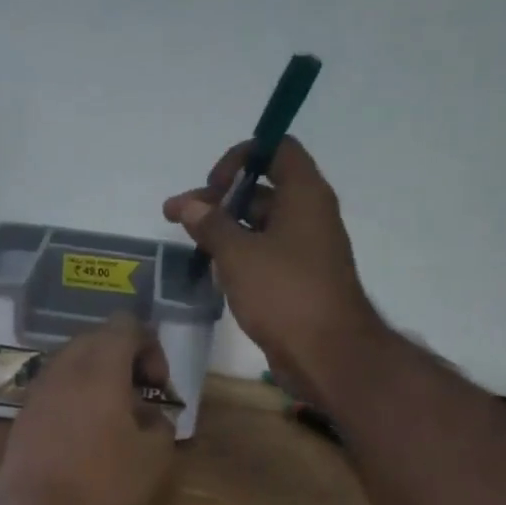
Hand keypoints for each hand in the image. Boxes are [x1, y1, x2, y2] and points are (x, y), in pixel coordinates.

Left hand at [0, 313, 177, 504]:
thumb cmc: (100, 488)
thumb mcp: (154, 458)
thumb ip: (161, 423)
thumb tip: (149, 415)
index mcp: (99, 366)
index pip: (127, 325)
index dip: (151, 349)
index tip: (159, 389)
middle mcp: (63, 368)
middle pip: (98, 340)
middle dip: (126, 362)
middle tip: (143, 402)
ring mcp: (37, 392)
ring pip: (74, 365)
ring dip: (101, 382)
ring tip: (118, 424)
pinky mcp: (22, 418)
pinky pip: (57, 391)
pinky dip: (78, 401)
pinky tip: (89, 441)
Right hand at [164, 137, 387, 405]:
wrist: (328, 354)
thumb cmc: (285, 293)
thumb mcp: (239, 254)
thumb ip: (210, 224)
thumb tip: (188, 204)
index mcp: (304, 195)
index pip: (277, 150)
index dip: (241, 157)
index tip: (213, 184)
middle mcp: (309, 215)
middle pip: (261, 190)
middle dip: (218, 199)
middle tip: (177, 215)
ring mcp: (305, 249)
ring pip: (260, 225)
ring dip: (224, 229)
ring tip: (188, 243)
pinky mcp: (298, 279)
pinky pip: (266, 254)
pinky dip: (239, 255)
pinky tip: (211, 269)